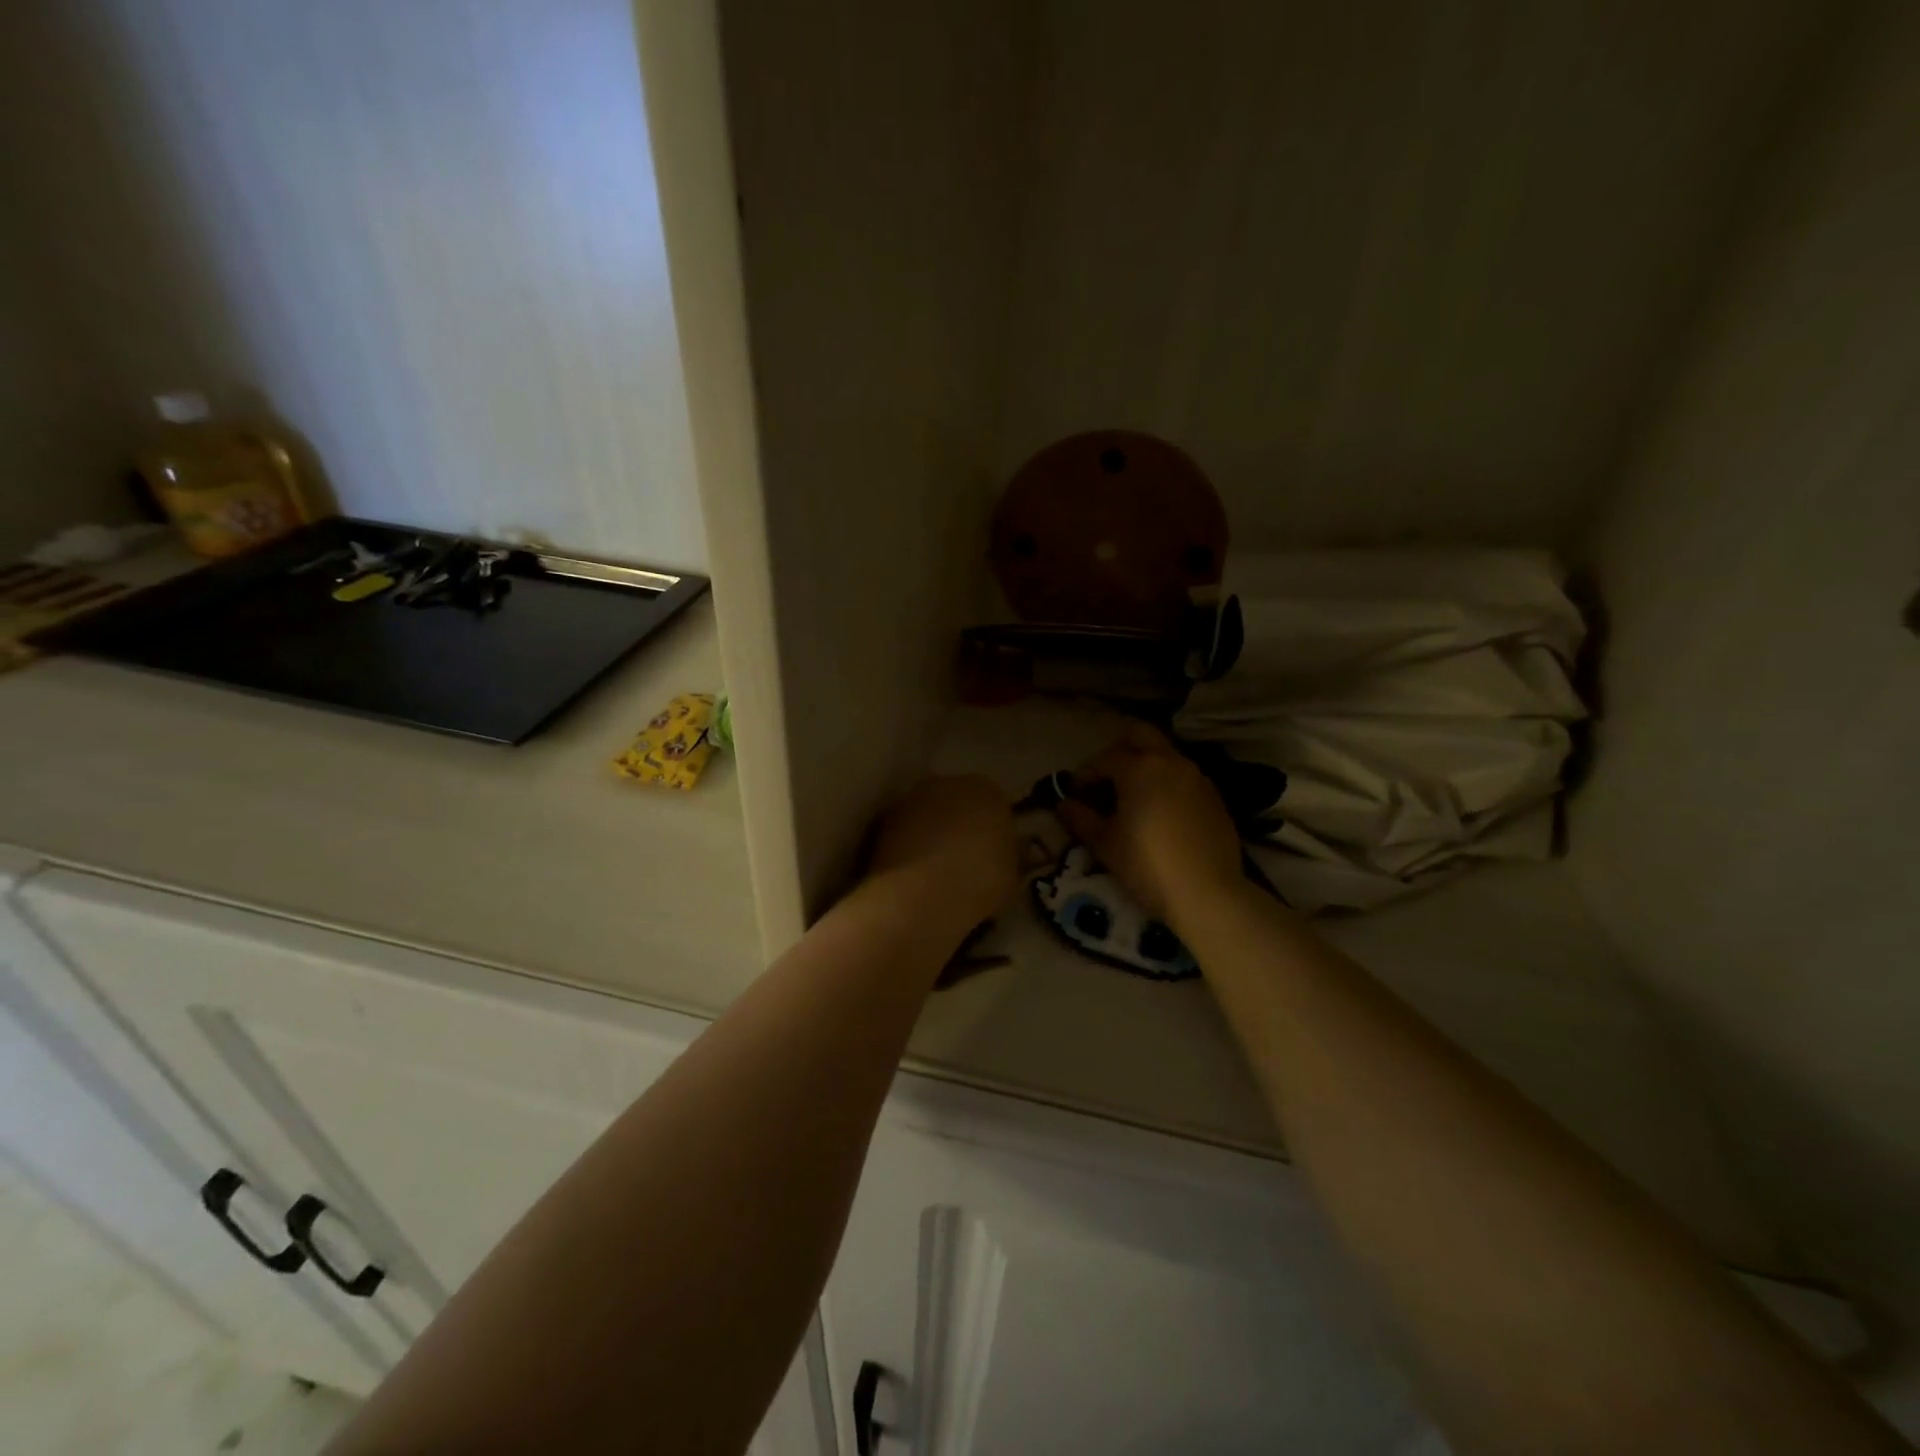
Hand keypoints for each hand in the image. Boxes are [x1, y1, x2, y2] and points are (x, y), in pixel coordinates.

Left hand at [867, 774, 1016, 934]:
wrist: (922, 894)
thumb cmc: (979, 881)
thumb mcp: (1011, 876)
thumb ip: (1010, 857)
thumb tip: (1008, 853)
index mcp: (988, 790)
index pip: (995, 805)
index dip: (994, 831)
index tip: (993, 856)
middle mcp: (948, 782)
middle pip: (959, 802)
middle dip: (961, 825)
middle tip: (964, 861)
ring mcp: (913, 798)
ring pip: (929, 815)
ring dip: (932, 833)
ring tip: (935, 871)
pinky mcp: (885, 819)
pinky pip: (905, 831)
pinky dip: (908, 846)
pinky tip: (912, 874)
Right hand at [1056, 724, 1243, 921]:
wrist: (1207, 893)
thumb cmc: (1146, 864)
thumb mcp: (1105, 844)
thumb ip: (1080, 819)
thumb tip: (1063, 805)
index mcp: (1139, 768)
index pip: (1104, 759)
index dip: (1085, 774)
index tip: (1075, 793)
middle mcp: (1170, 762)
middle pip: (1141, 735)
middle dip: (1119, 749)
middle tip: (1106, 777)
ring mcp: (1197, 778)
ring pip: (1166, 755)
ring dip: (1146, 766)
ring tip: (1133, 797)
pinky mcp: (1214, 798)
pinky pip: (1184, 778)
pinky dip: (1167, 784)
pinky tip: (1160, 813)